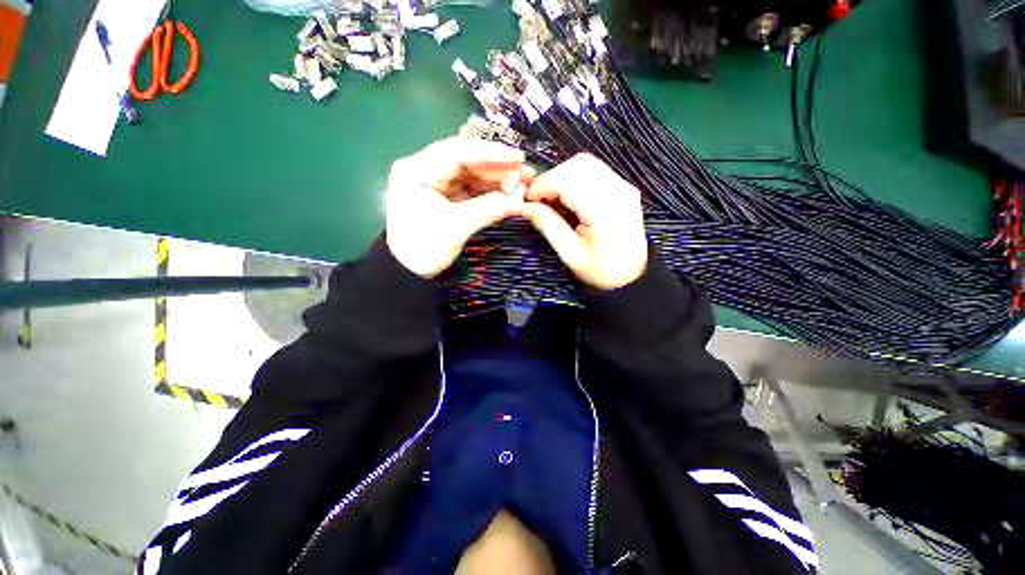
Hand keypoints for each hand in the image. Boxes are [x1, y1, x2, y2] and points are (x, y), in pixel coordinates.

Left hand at [385, 138, 533, 277]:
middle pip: (466, 161)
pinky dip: (489, 191)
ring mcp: (435, 183)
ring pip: (471, 175)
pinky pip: (471, 189)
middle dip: (497, 168)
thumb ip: (489, 209)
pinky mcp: (445, 197)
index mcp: (416, 170)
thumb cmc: (425, 248)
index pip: (456, 152)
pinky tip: (507, 193)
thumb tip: (521, 202)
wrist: (410, 273)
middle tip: (526, 173)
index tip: (517, 157)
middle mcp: (424, 170)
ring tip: (522, 184)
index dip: (490, 153)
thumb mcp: (457, 227)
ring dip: (496, 180)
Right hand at [521, 154, 647, 290]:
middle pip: (577, 165)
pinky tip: (569, 197)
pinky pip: (595, 171)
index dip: (542, 184)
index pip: (567, 180)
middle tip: (539, 199)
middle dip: (552, 178)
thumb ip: (547, 225)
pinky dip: (575, 178)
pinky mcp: (624, 187)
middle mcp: (617, 191)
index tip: (528, 199)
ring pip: (586, 163)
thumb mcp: (569, 253)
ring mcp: (623, 186)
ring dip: (562, 176)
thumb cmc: (600, 270)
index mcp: (603, 211)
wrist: (632, 276)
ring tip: (553, 199)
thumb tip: (524, 206)